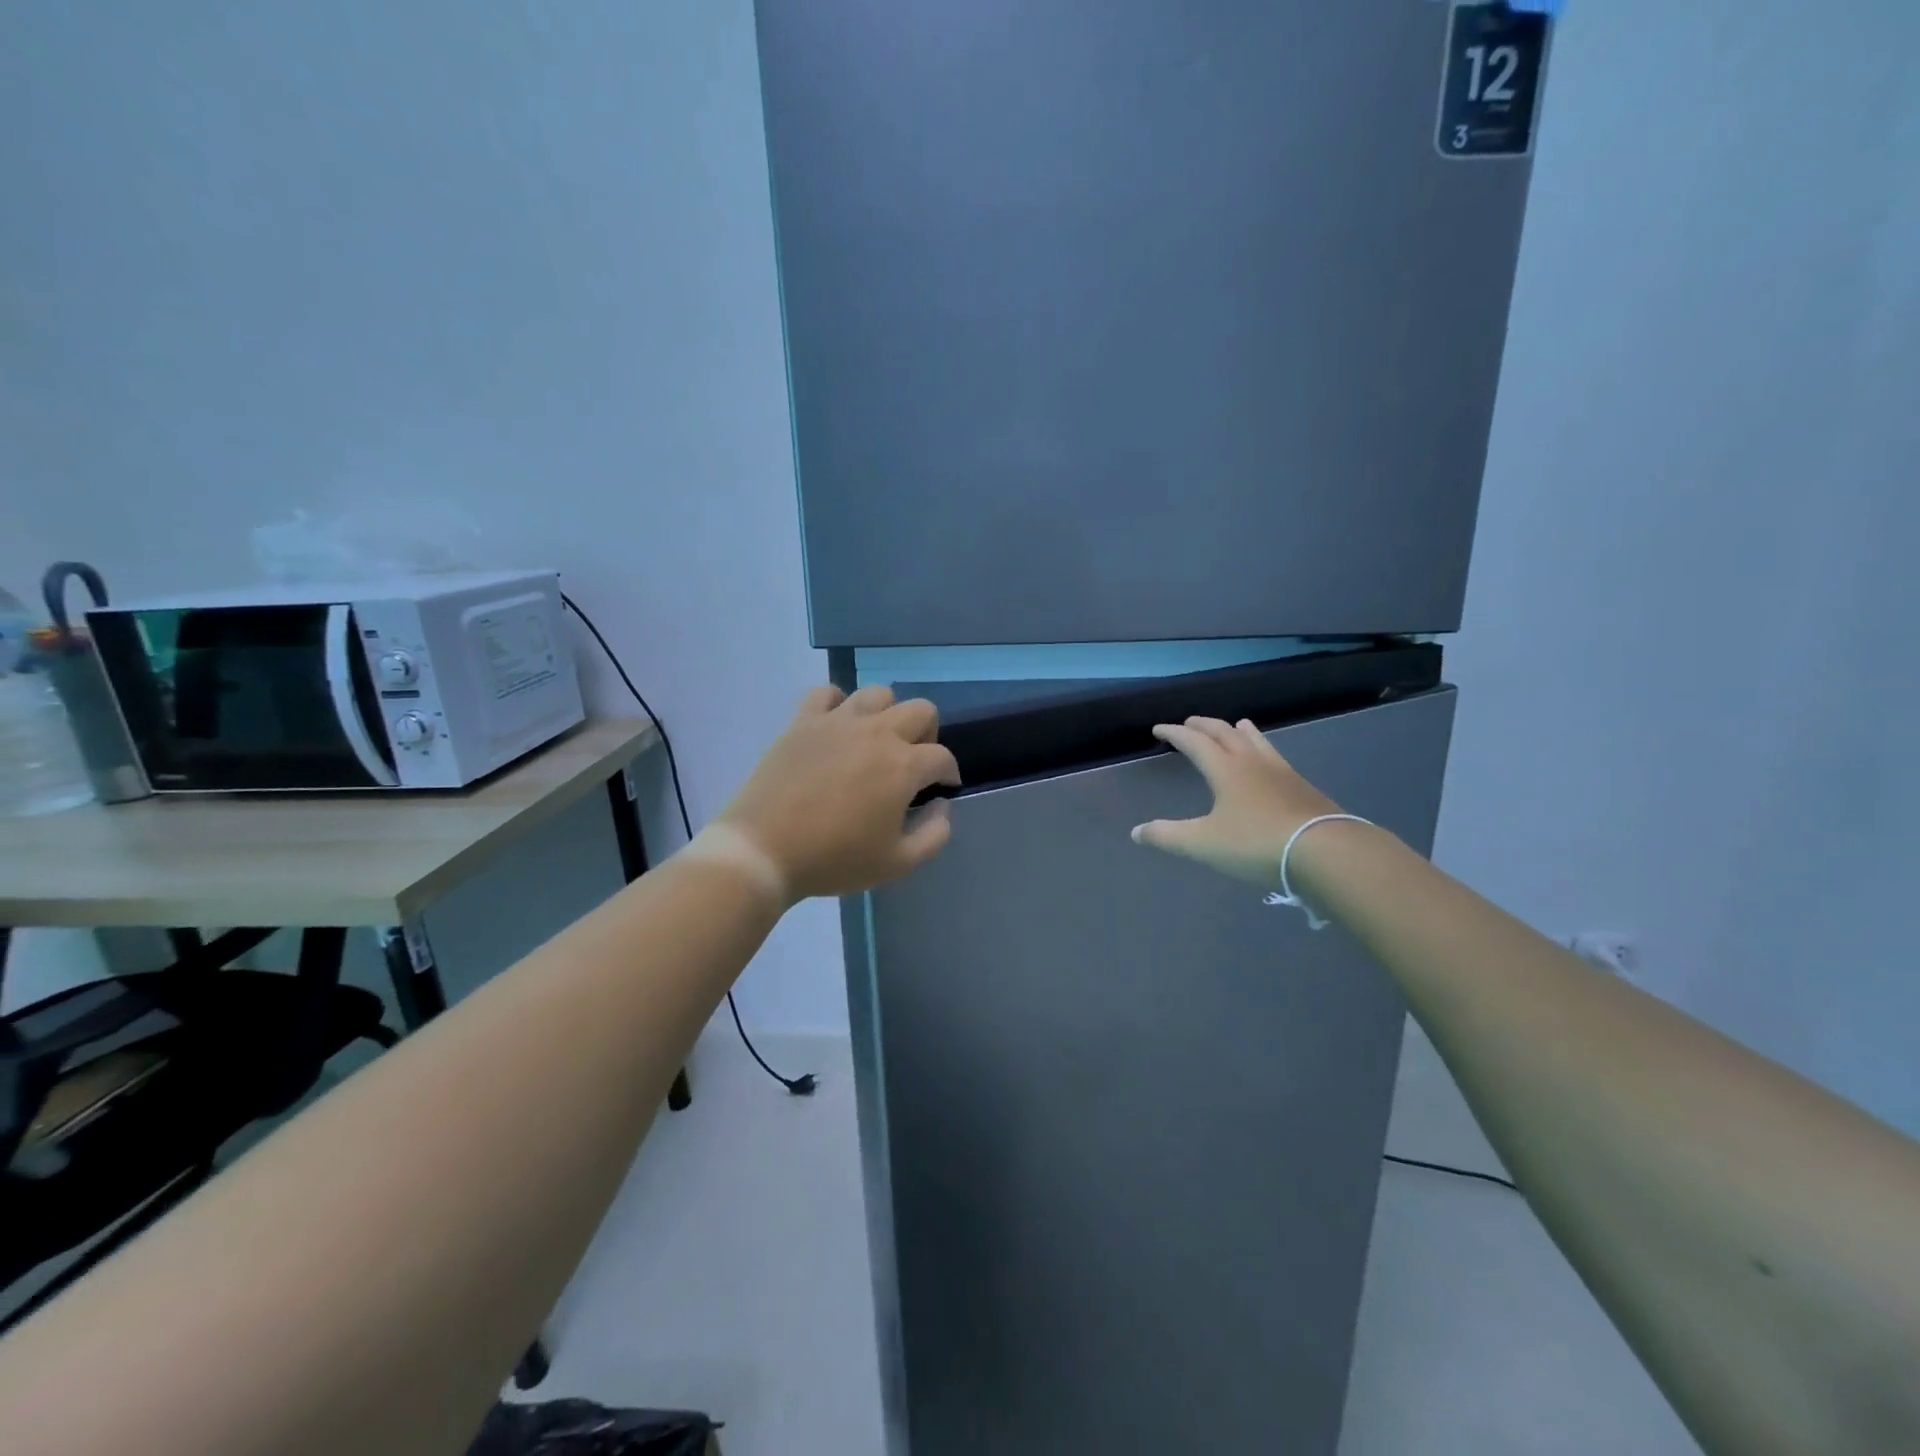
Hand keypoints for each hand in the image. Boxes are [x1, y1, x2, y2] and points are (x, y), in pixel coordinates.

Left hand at [719, 684, 960, 900]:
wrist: (764, 850)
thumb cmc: (834, 860)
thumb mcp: (898, 864)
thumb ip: (933, 835)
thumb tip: (941, 806)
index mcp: (903, 766)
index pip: (942, 757)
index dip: (949, 774)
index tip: (942, 789)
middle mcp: (877, 733)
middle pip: (921, 710)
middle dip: (927, 735)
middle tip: (912, 764)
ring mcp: (838, 722)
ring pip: (878, 693)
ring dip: (887, 714)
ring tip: (876, 742)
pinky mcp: (803, 721)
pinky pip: (827, 693)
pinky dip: (838, 705)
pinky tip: (836, 729)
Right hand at [1131, 717, 1344, 885]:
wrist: (1325, 851)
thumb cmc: (1256, 843)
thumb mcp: (1203, 844)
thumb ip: (1167, 836)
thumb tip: (1136, 832)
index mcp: (1225, 769)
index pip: (1194, 742)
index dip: (1174, 733)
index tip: (1158, 729)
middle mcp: (1252, 762)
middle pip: (1224, 733)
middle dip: (1203, 725)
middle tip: (1189, 723)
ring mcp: (1281, 772)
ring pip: (1255, 740)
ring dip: (1238, 731)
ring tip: (1235, 726)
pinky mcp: (1302, 787)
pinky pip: (1274, 756)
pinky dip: (1262, 748)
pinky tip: (1267, 763)